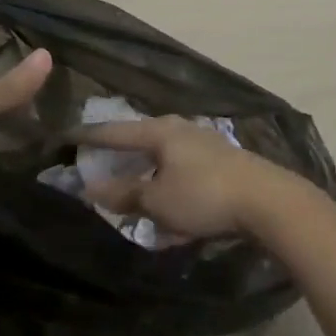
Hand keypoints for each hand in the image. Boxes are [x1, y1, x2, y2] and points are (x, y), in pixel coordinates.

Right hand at [79, 116, 318, 240]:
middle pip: (142, 140)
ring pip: (164, 157)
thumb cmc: (204, 196)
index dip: (90, 137)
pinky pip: (183, 171)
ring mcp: (205, 143)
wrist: (267, 200)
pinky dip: (169, 184)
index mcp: (161, 131)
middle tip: (99, 164)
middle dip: (121, 155)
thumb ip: (125, 194)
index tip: (68, 137)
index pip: (116, 131)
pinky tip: (169, 206)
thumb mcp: (158, 200)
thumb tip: (91, 188)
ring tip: (133, 190)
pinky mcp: (222, 162)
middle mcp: (182, 129)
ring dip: (147, 173)